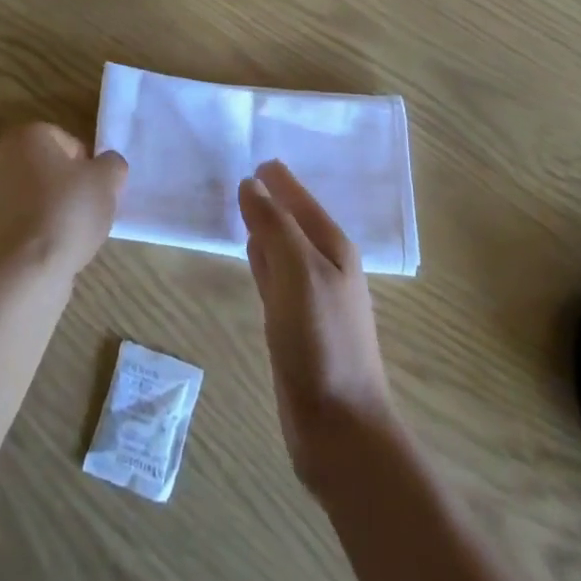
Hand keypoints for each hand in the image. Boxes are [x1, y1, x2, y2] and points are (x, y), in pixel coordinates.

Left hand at [0, 123, 127, 280]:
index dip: (86, 167)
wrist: (20, 273)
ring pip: (26, 201)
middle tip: (82, 215)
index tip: (94, 192)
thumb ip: (111, 165)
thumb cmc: (65, 214)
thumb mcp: (107, 181)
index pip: (67, 142)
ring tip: (63, 241)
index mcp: (25, 137)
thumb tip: (106, 166)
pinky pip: (11, 229)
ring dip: (44, 214)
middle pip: (43, 170)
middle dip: (63, 189)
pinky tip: (41, 257)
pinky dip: (25, 239)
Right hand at [238, 161, 395, 491]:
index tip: (251, 153)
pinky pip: (274, 274)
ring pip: (281, 244)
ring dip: (263, 224)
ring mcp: (309, 294)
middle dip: (270, 195)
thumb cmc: (322, 342)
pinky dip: (260, 256)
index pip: (299, 197)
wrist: (339, 428)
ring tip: (241, 202)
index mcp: (333, 246)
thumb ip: (274, 225)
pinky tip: (249, 251)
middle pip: (291, 217)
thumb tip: (251, 183)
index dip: (277, 177)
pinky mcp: (294, 321)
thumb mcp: (298, 272)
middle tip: (241, 172)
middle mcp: (323, 264)